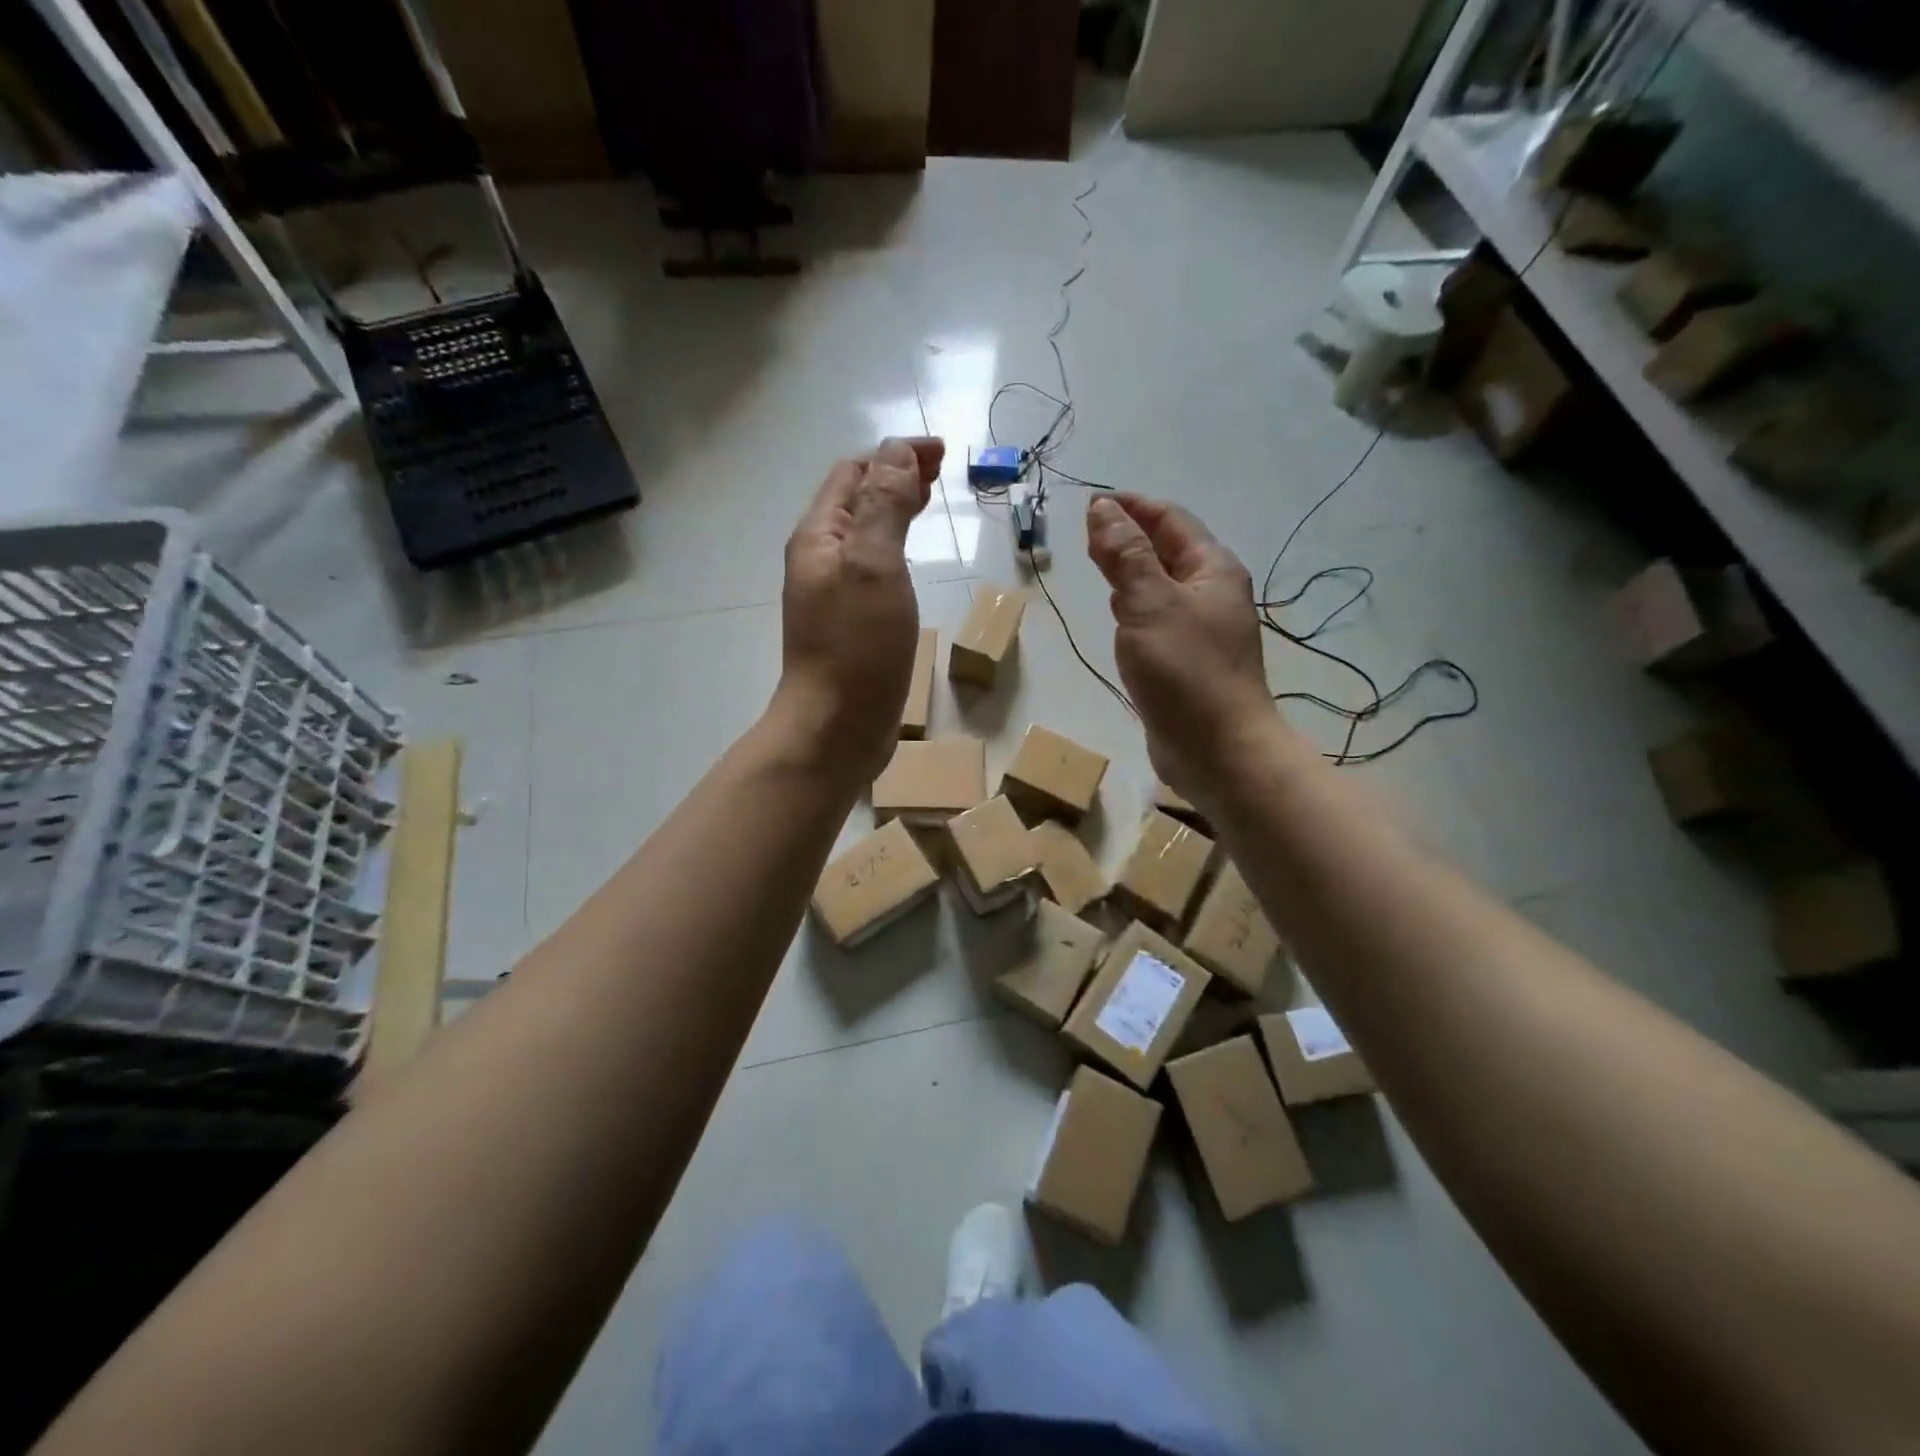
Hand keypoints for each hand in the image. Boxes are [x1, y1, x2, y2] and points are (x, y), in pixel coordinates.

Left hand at [776, 437, 943, 783]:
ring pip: (865, 534)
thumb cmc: (856, 647)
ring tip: (929, 503)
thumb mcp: (873, 565)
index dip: (894, 455)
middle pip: (856, 500)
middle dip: (895, 477)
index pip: (854, 473)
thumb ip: (883, 506)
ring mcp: (833, 593)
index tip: (942, 453)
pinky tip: (911, 560)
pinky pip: (873, 568)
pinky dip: (894, 548)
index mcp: (819, 537)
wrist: (835, 728)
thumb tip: (895, 451)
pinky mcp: (850, 623)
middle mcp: (820, 558)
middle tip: (941, 473)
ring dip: (895, 510)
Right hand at [1086, 493, 1279, 800]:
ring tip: (1097, 565)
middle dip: (1129, 535)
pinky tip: (1118, 615)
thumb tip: (1103, 508)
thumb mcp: (1150, 603)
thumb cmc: (1186, 670)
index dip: (1131, 506)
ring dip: (1132, 569)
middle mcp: (1212, 593)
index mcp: (1213, 569)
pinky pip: (1159, 618)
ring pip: (1162, 585)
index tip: (1090, 503)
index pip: (1170, 519)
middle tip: (1086, 534)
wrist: (1218, 749)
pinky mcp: (1188, 661)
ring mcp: (1202, 629)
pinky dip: (1136, 605)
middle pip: (1168, 549)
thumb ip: (1125, 555)